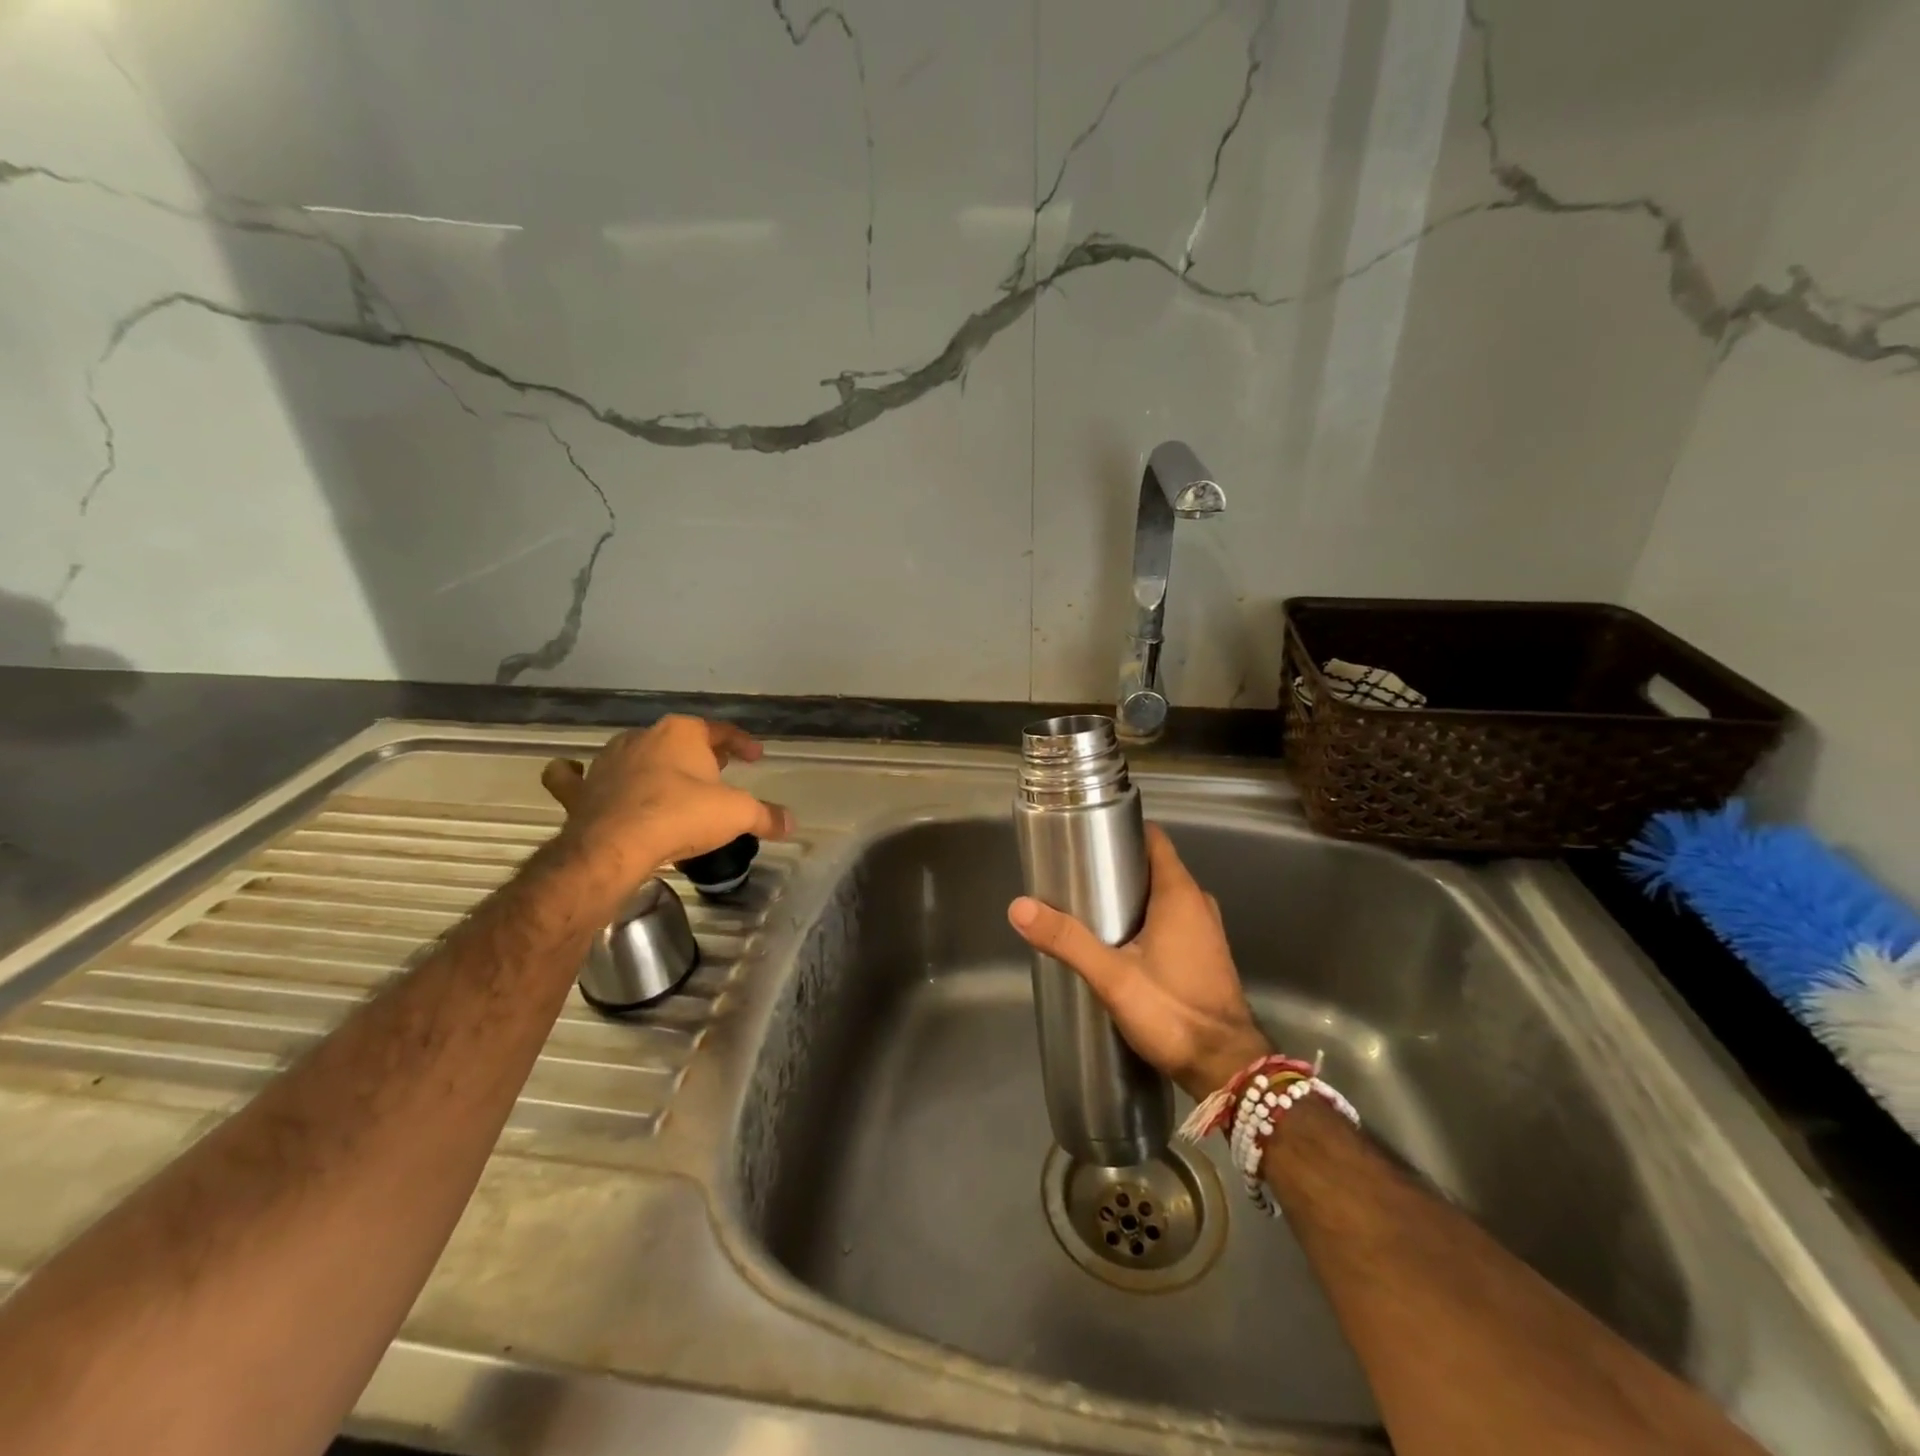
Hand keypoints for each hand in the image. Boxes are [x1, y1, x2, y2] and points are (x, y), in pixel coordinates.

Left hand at [541, 716, 791, 885]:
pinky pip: (574, 777)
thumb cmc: (682, 815)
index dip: (742, 744)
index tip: (756, 757)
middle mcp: (643, 737)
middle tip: (718, 771)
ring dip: (651, 763)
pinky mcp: (581, 790)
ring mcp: (607, 761)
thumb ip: (766, 816)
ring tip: (668, 782)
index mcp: (682, 733)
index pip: (721, 731)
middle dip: (699, 753)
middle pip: (679, 740)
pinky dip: (577, 776)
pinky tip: (582, 777)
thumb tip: (791, 823)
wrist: (615, 846)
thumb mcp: (737, 814)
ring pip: (634, 753)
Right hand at [1008, 824, 1269, 1099]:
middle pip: (1155, 866)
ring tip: (1091, 907)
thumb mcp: (1112, 976)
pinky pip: (1173, 919)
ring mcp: (1206, 930)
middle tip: (1077, 875)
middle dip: (1118, 866)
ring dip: (1132, 895)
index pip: (1154, 839)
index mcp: (1180, 894)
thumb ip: (1068, 940)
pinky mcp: (1205, 954)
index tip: (1088, 835)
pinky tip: (1120, 941)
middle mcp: (1198, 903)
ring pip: (1163, 895)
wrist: (1225, 1068)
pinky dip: (1148, 918)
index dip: (1123, 830)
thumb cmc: (1172, 1012)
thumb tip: (1019, 907)